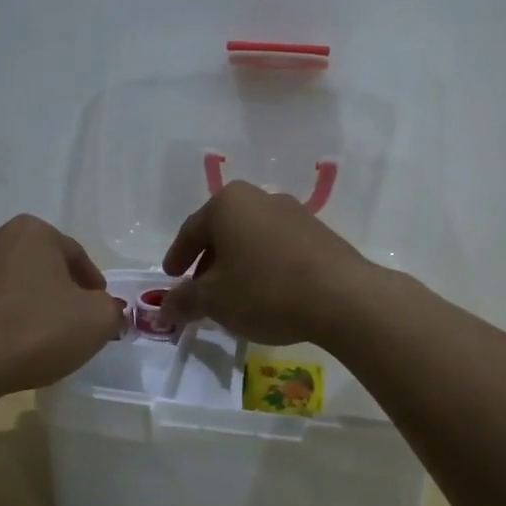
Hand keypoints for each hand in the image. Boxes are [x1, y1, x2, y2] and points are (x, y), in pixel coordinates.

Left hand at [0, 216, 123, 394]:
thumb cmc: (34, 329)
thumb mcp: (96, 321)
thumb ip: (111, 310)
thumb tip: (106, 310)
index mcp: (31, 231)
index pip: (74, 254)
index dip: (92, 283)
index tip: (99, 308)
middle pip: (36, 264)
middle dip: (53, 289)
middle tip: (68, 321)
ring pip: (3, 283)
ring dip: (20, 302)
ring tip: (32, 337)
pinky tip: (0, 346)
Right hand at [158, 182, 374, 345]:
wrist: (341, 297)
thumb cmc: (265, 290)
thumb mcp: (215, 300)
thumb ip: (184, 300)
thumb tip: (164, 307)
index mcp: (228, 203)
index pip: (191, 230)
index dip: (177, 257)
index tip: (170, 276)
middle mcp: (260, 197)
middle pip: (223, 231)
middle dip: (208, 262)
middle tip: (199, 290)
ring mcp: (294, 213)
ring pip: (252, 239)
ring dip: (238, 265)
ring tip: (233, 296)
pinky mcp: (319, 233)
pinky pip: (278, 247)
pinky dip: (264, 267)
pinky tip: (266, 293)